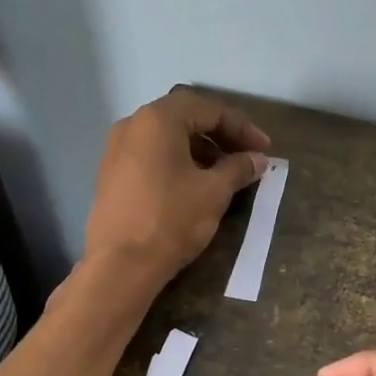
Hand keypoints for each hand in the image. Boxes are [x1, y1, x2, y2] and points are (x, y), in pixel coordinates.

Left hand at [84, 87, 269, 286]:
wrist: (120, 266)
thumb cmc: (170, 220)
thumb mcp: (213, 192)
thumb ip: (238, 169)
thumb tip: (257, 159)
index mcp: (158, 120)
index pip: (208, 109)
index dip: (242, 128)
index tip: (264, 150)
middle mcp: (132, 125)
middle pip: (184, 118)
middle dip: (220, 136)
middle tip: (246, 158)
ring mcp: (115, 150)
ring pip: (166, 139)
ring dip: (199, 151)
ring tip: (224, 175)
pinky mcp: (110, 176)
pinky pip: (150, 157)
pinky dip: (176, 163)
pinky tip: (194, 186)